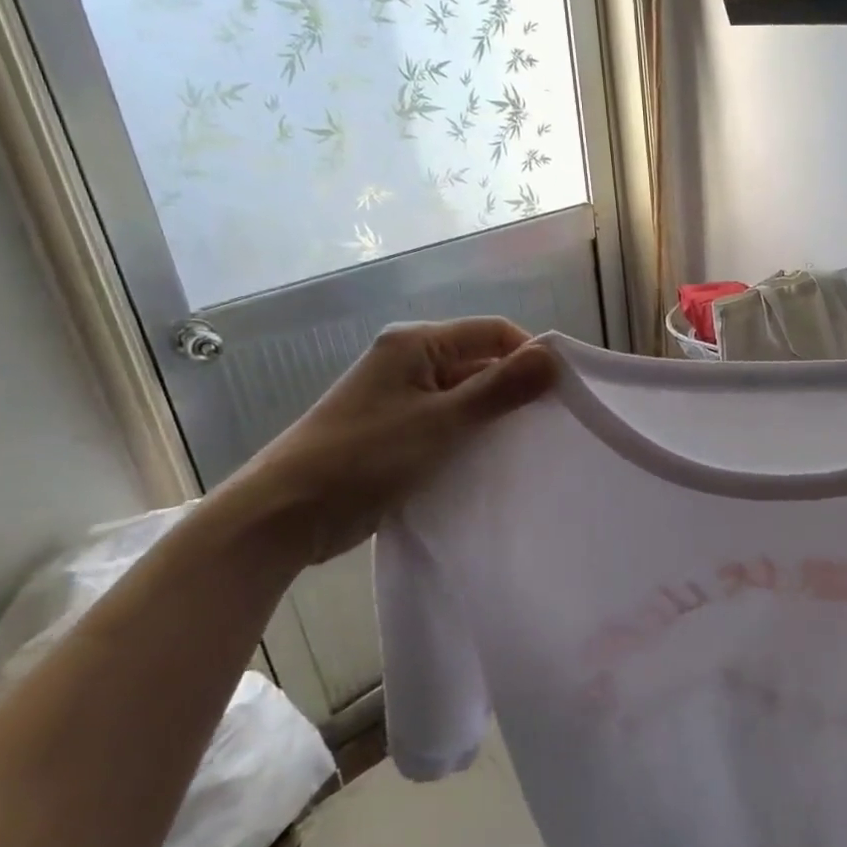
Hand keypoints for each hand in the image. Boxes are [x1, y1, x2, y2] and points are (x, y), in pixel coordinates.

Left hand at [224, 318, 555, 565]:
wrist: (285, 514)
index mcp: (416, 344)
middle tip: (550, 425)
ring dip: (493, 416)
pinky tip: (492, 461)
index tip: (561, 393)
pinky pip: (448, 423)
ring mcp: (401, 398)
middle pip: (480, 362)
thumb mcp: (441, 422)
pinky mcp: (397, 432)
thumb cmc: (365, 456)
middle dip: (514, 389)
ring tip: (528, 446)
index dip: (529, 355)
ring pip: (466, 396)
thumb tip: (553, 357)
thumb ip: (499, 389)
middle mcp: (410, 361)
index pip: (492, 332)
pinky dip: (471, 436)